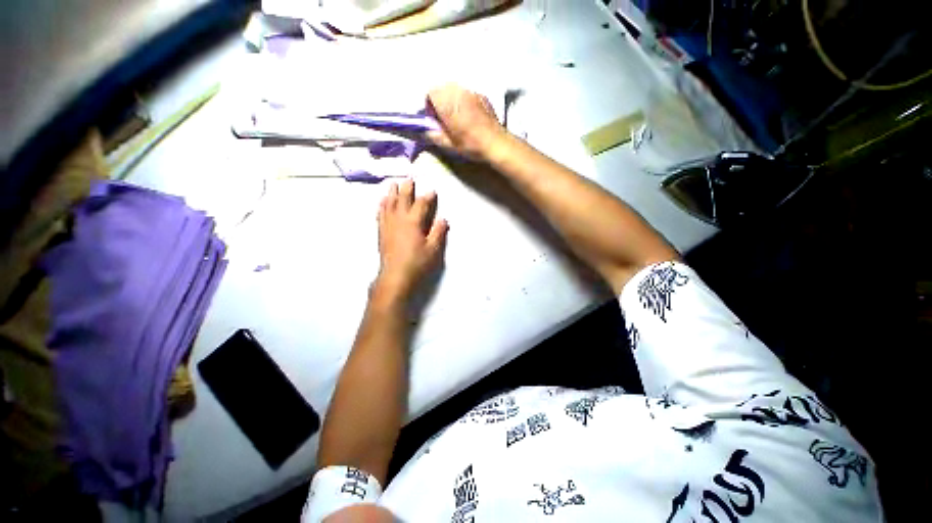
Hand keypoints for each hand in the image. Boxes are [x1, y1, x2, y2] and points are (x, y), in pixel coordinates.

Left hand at [374, 179, 447, 303]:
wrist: (395, 275)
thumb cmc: (417, 262)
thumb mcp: (433, 249)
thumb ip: (438, 232)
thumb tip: (443, 219)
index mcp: (413, 222)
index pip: (421, 205)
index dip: (427, 197)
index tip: (432, 190)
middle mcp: (399, 219)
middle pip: (403, 200)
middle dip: (407, 188)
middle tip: (409, 178)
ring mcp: (388, 225)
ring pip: (389, 204)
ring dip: (392, 193)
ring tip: (393, 184)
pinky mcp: (381, 232)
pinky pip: (380, 214)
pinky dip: (382, 206)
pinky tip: (382, 202)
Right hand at [426, 84, 507, 159]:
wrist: (496, 143)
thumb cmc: (471, 145)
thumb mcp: (450, 145)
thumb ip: (434, 135)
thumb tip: (423, 132)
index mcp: (448, 104)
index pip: (431, 94)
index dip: (430, 106)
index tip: (435, 119)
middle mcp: (458, 93)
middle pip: (442, 89)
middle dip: (440, 101)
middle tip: (445, 119)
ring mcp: (471, 92)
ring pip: (455, 90)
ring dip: (452, 100)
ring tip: (458, 117)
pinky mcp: (481, 95)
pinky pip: (467, 93)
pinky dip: (464, 101)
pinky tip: (470, 115)